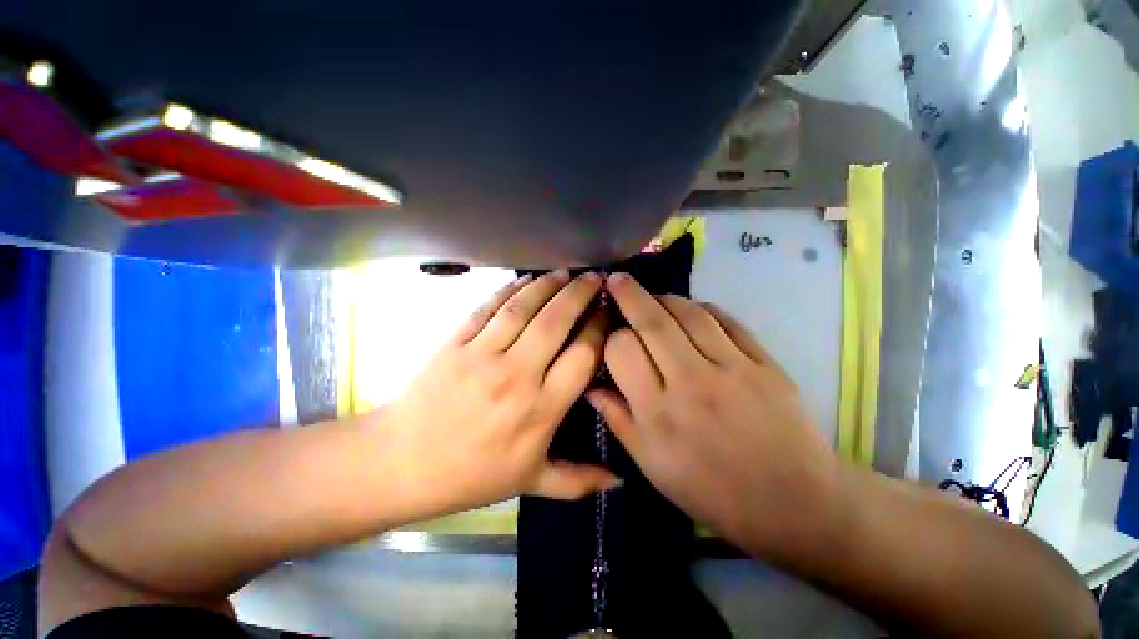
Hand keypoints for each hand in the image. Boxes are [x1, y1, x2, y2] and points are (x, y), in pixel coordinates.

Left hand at [382, 270, 618, 516]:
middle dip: (580, 295)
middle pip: (556, 322)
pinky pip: (488, 307)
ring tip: (567, 271)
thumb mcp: (531, 482)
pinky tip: (525, 279)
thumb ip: (579, 480)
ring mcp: (482, 355)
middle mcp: (516, 375)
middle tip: (596, 278)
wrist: (402, 463)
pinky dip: (510, 288)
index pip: (581, 356)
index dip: (598, 329)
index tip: (607, 313)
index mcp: (540, 410)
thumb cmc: (472, 474)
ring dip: (548, 284)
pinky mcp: (455, 342)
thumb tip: (621, 482)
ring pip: (523, 307)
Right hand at [588, 273, 841, 558]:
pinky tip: (692, 308)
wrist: (793, 503)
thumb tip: (591, 386)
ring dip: (666, 297)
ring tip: (653, 295)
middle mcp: (691, 383)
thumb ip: (618, 420)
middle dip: (629, 294)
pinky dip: (704, 307)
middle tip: (618, 279)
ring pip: (690, 313)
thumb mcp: (653, 465)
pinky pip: (727, 321)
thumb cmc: (713, 491)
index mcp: (659, 413)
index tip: (610, 331)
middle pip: (653, 323)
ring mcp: (733, 369)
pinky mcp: (765, 363)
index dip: (611, 335)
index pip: (623, 351)